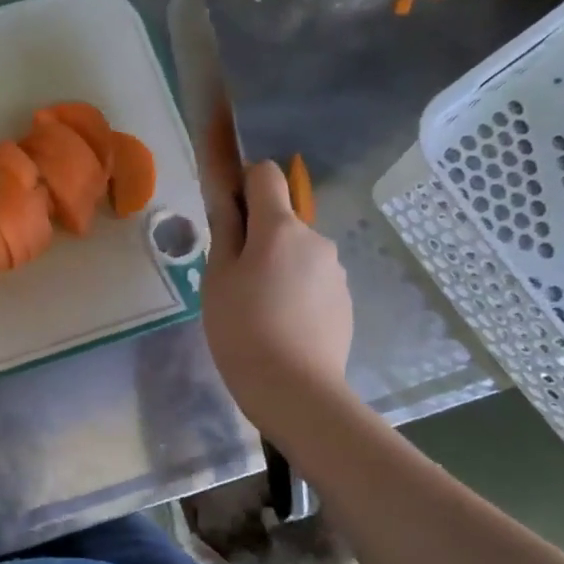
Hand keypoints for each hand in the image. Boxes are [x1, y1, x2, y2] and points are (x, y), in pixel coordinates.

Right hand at [202, 159, 355, 443]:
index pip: (266, 175)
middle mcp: (316, 239)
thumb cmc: (242, 328)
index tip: (229, 216)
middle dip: (259, 239)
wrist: (294, 388)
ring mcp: (336, 271)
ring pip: (298, 254)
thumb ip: (225, 230)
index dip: (244, 184)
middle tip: (236, 283)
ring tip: (259, 313)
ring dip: (279, 268)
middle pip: (282, 221)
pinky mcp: (345, 300)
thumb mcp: (218, 278)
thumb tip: (227, 196)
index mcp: (281, 228)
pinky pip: (314, 282)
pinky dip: (297, 293)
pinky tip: (283, 329)